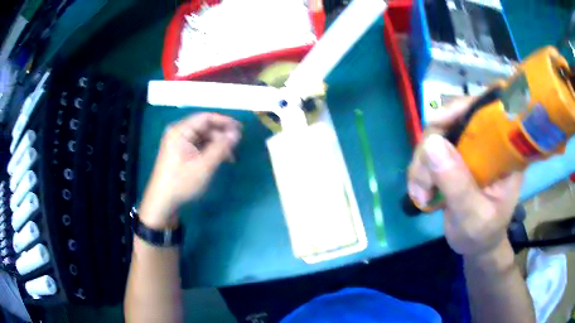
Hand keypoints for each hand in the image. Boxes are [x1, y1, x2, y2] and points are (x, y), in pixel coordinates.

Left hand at [140, 113, 241, 228]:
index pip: (206, 118)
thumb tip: (236, 133)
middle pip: (204, 127)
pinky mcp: (179, 152)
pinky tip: (218, 160)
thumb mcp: (204, 165)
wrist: (162, 202)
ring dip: (217, 145)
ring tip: (230, 157)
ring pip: (203, 137)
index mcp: (180, 130)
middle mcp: (178, 132)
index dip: (225, 121)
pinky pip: (198, 145)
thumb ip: (221, 147)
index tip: (241, 129)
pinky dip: (209, 150)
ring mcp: (178, 142)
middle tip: (236, 147)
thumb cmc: (182, 182)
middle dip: (221, 136)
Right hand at [407, 98, 522, 255]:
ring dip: (421, 162)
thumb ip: (457, 184)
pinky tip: (419, 190)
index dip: (460, 108)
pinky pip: (430, 150)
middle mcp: (487, 142)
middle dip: (431, 146)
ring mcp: (469, 148)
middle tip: (422, 182)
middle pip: (453, 120)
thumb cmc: (483, 234)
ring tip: (420, 193)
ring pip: (437, 135)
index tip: (437, 124)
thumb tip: (431, 143)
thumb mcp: (473, 216)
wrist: (476, 244)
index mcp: (504, 151)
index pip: (485, 111)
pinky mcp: (455, 157)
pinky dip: (419, 169)